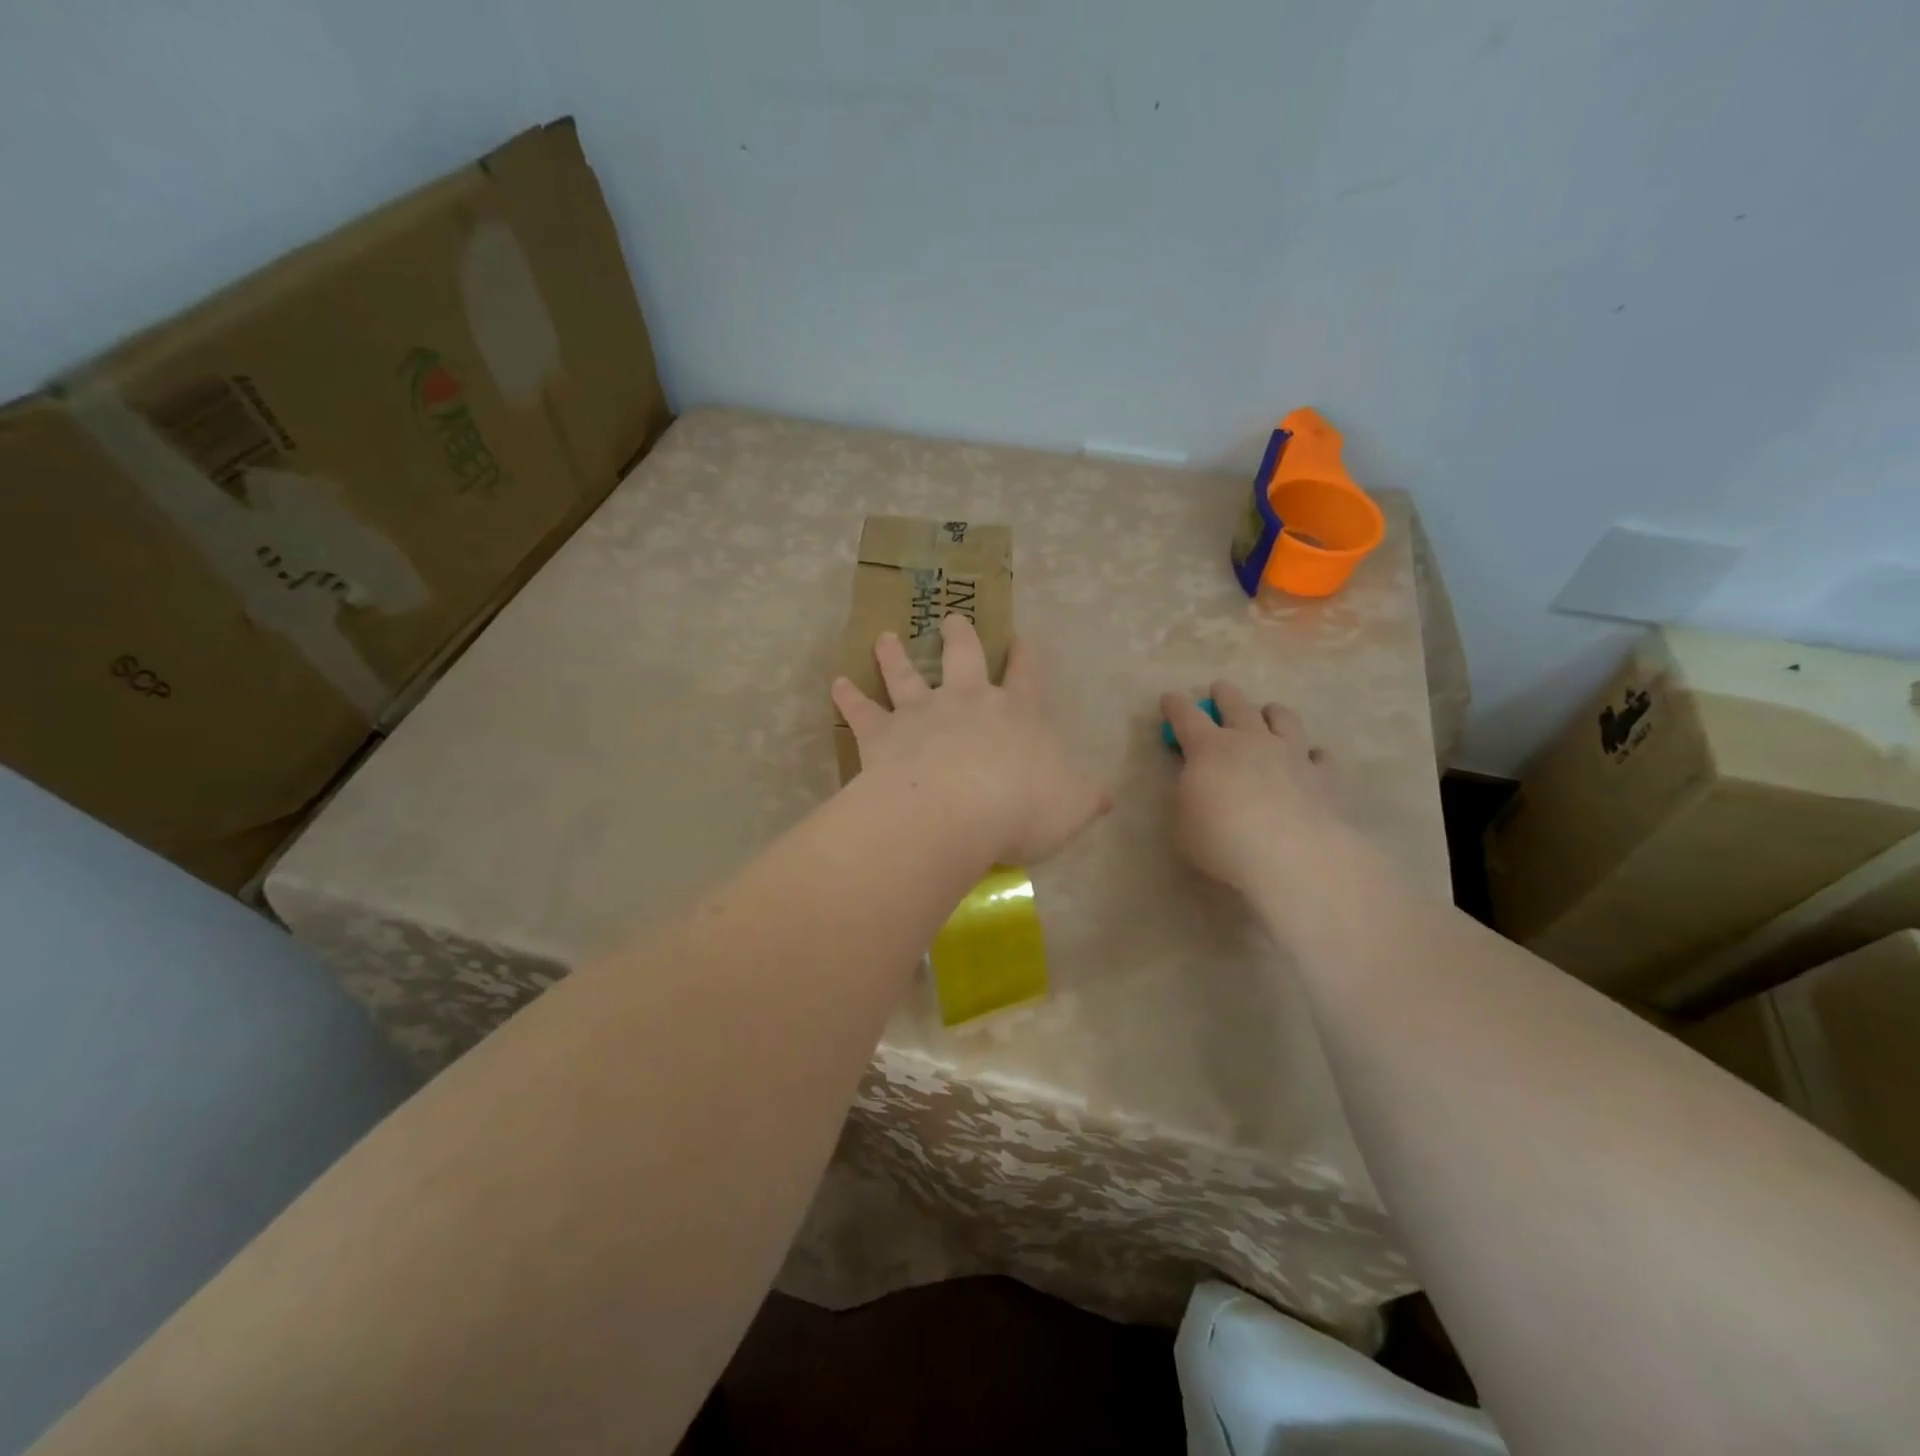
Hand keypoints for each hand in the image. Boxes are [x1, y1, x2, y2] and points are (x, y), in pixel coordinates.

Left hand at [833, 616, 1110, 865]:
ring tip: (884, 638)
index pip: (1027, 675)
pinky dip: (848, 696)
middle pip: (963, 656)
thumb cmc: (1020, 809)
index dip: (1027, 655)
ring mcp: (922, 712)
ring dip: (894, 655)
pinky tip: (837, 684)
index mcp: (1017, 714)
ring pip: (905, 673)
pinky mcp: (882, 733)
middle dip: (959, 635)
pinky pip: (861, 710)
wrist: (954, 813)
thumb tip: (1106, 794)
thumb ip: (1087, 797)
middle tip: (951, 618)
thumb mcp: (1072, 807)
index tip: (1023, 635)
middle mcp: (968, 701)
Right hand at [1160, 681, 1359, 903]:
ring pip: (1284, 720)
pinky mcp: (1324, 776)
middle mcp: (1251, 741)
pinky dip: (1313, 755)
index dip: (1175, 705)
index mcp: (1209, 749)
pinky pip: (1320, 757)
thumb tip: (1196, 782)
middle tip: (1218, 688)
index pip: (1186, 717)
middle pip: (1237, 706)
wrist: (1291, 856)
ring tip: (1270, 711)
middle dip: (1224, 694)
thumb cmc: (1222, 841)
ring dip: (1273, 712)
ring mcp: (1291, 755)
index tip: (1169, 698)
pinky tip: (1312, 759)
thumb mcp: (1183, 822)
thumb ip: (1188, 795)